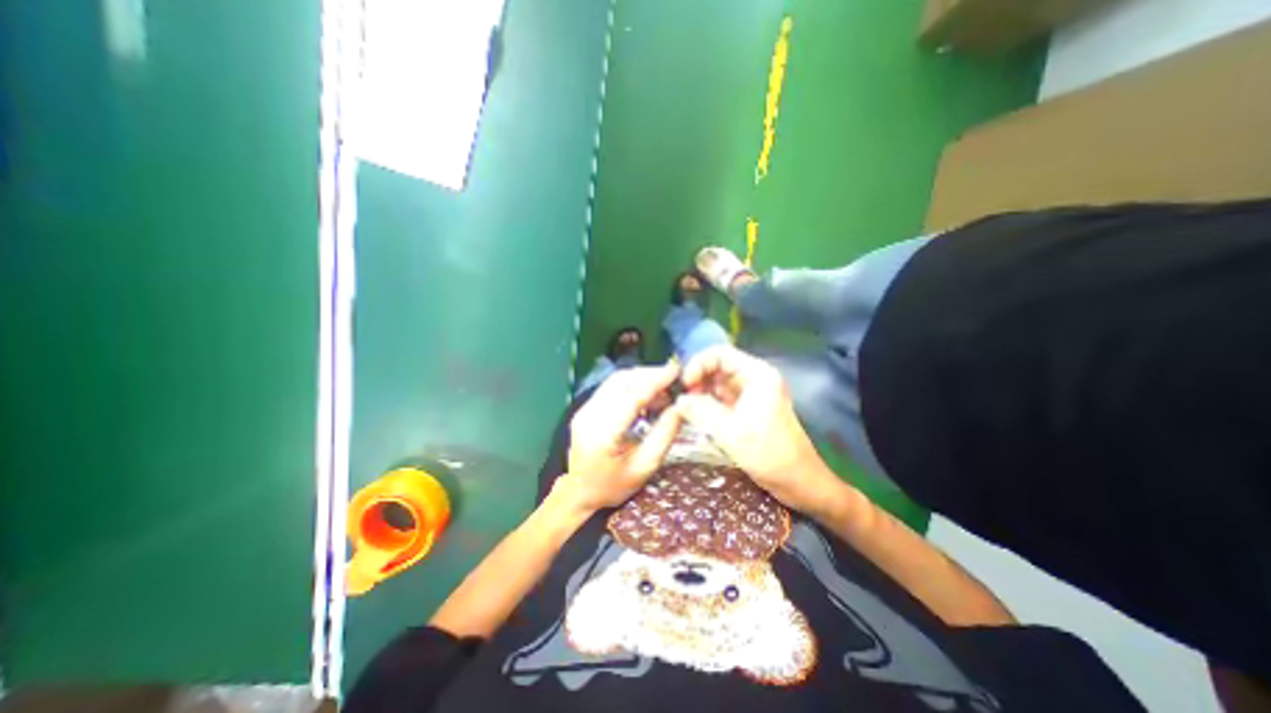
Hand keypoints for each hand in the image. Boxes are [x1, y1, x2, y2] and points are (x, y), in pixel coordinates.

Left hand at [559, 363, 685, 512]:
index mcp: (603, 433)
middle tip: (674, 379)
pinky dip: (631, 385)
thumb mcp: (644, 466)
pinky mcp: (585, 408)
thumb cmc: (613, 485)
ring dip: (641, 378)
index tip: (677, 371)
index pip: (631, 397)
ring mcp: (584, 409)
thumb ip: (664, 435)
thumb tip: (681, 407)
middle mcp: (589, 415)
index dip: (655, 381)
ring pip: (616, 381)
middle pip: (621, 381)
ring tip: (664, 388)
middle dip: (650, 375)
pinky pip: (611, 387)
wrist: (579, 493)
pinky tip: (647, 394)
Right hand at [674, 344, 836, 512]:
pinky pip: (722, 399)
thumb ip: (701, 411)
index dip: (698, 364)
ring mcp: (751, 394)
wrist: (798, 481)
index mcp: (756, 374)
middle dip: (698, 380)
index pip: (720, 353)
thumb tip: (678, 400)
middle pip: (718, 367)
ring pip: (718, 384)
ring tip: (686, 410)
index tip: (685, 385)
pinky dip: (708, 405)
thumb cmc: (768, 453)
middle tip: (683, 400)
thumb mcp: (730, 431)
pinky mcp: (747, 409)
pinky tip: (696, 417)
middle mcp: (754, 379)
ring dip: (701, 394)